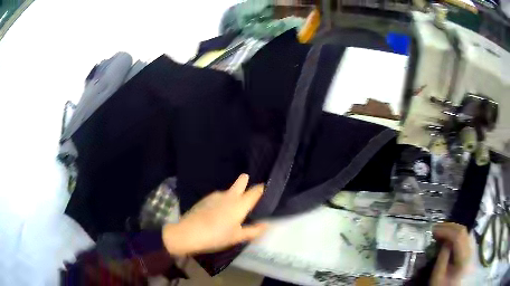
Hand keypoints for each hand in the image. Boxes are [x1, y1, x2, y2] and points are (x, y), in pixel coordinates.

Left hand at [162, 174, 267, 255]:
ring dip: (232, 192)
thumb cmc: (217, 236)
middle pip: (240, 183)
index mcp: (240, 205)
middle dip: (244, 180)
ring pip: (227, 191)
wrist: (189, 233)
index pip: (254, 192)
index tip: (264, 187)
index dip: (261, 189)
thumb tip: (266, 224)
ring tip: (232, 202)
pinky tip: (218, 209)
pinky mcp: (204, 199)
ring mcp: (215, 196)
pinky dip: (222, 199)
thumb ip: (254, 231)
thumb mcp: (238, 237)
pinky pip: (218, 196)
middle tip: (246, 178)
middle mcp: (229, 196)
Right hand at [431, 223, 471, 285]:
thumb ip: (442, 258)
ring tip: (443, 230)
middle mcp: (471, 250)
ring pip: (466, 232)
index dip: (446, 230)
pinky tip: (451, 237)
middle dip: (450, 227)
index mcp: (464, 257)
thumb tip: (444, 240)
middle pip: (464, 231)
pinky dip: (458, 234)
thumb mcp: (438, 276)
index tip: (434, 230)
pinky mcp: (471, 251)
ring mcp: (473, 249)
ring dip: (454, 229)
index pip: (458, 236)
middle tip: (437, 227)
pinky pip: (466, 236)